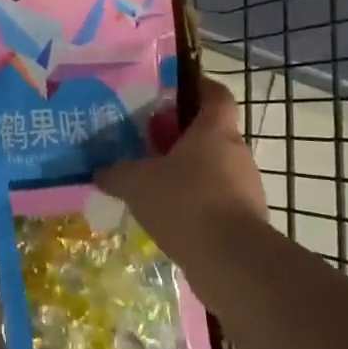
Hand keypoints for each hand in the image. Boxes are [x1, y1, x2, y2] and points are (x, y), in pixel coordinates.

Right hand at [95, 77, 267, 245]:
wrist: (231, 261)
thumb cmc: (185, 201)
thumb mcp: (137, 182)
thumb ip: (117, 173)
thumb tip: (100, 172)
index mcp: (214, 130)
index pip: (215, 94)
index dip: (198, 87)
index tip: (173, 92)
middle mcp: (236, 152)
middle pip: (210, 133)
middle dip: (180, 138)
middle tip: (148, 145)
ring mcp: (246, 188)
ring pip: (213, 170)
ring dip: (188, 174)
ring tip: (155, 186)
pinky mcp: (246, 221)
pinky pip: (217, 202)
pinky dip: (196, 205)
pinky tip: (170, 219)